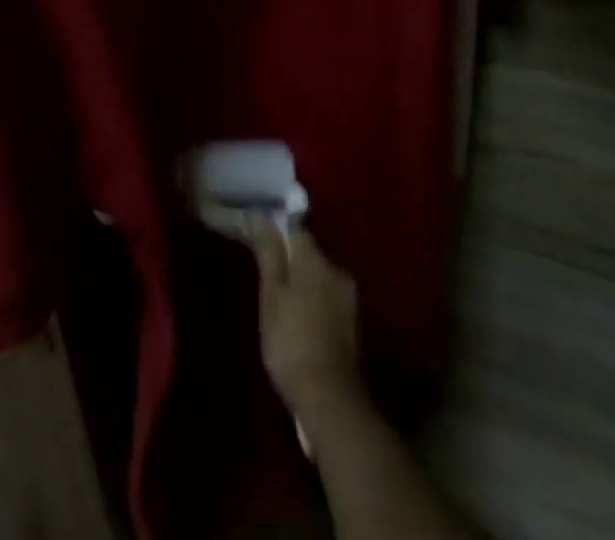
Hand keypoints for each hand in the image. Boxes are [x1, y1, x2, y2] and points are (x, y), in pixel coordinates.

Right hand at [253, 227, 364, 416]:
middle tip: (270, 279)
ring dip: (305, 282)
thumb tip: (260, 215)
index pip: (294, 229)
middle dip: (292, 260)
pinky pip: (330, 296)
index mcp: (315, 258)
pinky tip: (304, 320)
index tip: (260, 246)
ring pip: (321, 275)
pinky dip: (316, 301)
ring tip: (285, 303)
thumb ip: (268, 253)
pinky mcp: (354, 321)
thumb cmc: (291, 343)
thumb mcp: (271, 297)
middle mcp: (337, 268)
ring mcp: (349, 295)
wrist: (331, 400)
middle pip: (309, 252)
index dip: (276, 234)